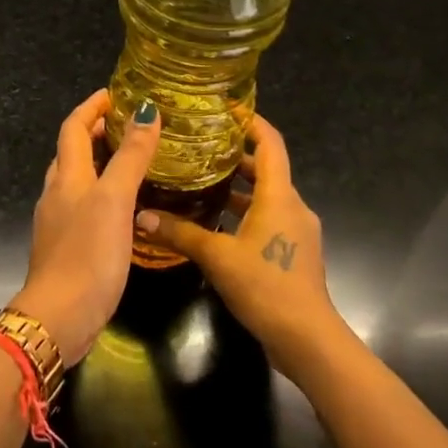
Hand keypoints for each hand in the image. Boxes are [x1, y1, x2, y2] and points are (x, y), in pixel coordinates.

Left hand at [19, 89, 161, 362]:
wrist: (59, 318)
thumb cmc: (88, 254)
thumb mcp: (114, 200)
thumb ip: (130, 157)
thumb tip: (146, 111)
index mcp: (67, 177)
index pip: (73, 128)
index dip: (91, 107)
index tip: (115, 94)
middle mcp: (57, 194)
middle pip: (72, 152)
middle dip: (97, 133)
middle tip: (131, 126)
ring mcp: (59, 223)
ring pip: (78, 181)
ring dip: (101, 164)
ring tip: (134, 162)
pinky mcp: (68, 248)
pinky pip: (85, 208)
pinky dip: (103, 195)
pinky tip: (126, 209)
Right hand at [133, 116, 342, 368]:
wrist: (307, 338)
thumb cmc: (265, 285)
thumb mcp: (217, 257)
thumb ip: (180, 233)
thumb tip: (140, 216)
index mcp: (279, 196)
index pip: (270, 143)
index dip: (252, 122)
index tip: (228, 109)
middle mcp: (293, 206)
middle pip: (267, 169)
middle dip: (236, 156)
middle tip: (201, 146)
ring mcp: (297, 231)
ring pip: (267, 197)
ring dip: (240, 189)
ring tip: (202, 182)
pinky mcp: (295, 253)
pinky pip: (270, 220)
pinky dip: (246, 214)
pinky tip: (217, 225)